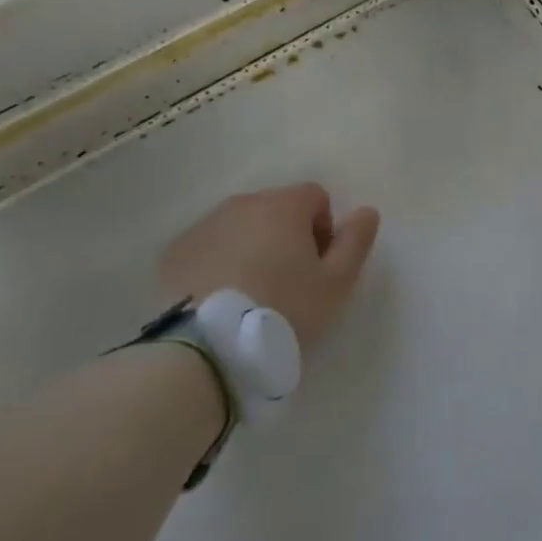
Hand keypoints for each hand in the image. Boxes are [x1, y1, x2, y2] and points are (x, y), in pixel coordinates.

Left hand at [160, 185, 380, 350]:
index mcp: (283, 206)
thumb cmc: (286, 308)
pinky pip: (209, 247)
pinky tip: (223, 297)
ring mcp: (203, 226)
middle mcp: (240, 204)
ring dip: (253, 247)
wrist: (210, 344)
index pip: (315, 196)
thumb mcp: (337, 282)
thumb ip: (356, 242)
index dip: (325, 228)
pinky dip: (220, 262)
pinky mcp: (174, 252)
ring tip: (254, 292)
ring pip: (240, 227)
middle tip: (290, 282)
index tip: (319, 265)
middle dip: (288, 236)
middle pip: (276, 208)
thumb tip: (367, 211)